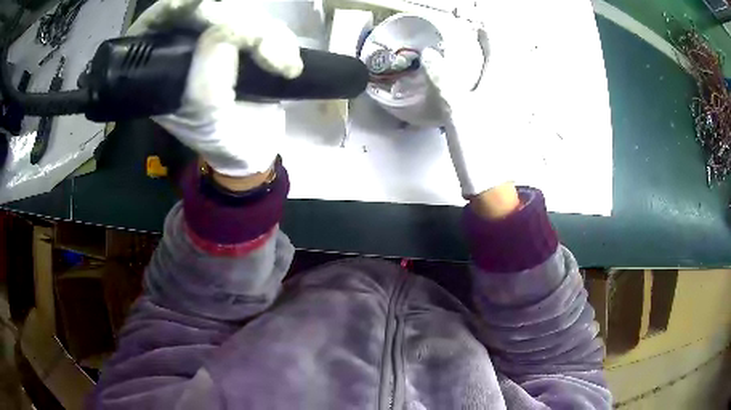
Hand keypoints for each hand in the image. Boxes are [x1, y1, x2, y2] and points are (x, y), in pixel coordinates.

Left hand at [127, 0, 302, 178]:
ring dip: (269, 36)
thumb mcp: (206, 113)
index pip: (160, 22)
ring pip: (242, 13)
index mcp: (161, 66)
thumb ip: (208, 71)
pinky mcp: (246, 40)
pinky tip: (289, 64)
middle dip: (240, 26)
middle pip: (207, 9)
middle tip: (267, 53)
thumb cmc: (221, 140)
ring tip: (282, 67)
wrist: (256, 148)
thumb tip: (230, 29)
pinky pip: (267, 23)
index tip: (194, 3)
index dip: (176, 7)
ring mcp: (218, 39)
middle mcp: (186, 46)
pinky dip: (283, 40)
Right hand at [421, 27, 519, 197]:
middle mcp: (504, 95)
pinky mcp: (495, 124)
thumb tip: (429, 54)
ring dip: (482, 68)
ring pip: (493, 81)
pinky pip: (488, 95)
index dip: (488, 38)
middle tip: (470, 42)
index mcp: (498, 86)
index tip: (479, 27)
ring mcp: (501, 110)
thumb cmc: (477, 143)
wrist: (489, 182)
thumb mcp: (455, 107)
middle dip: (486, 51)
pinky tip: (466, 89)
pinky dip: (478, 85)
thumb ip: (442, 78)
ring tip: (467, 61)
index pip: (496, 54)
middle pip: (498, 66)